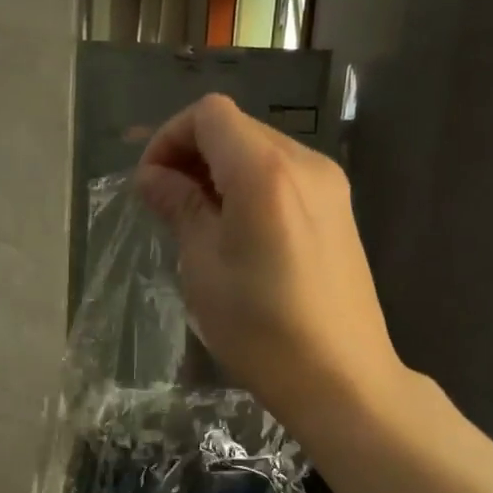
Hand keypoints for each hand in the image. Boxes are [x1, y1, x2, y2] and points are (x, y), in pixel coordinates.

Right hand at [136, 93, 399, 430]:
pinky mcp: (339, 210)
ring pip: (260, 151)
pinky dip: (249, 188)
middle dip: (192, 155)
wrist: (341, 377)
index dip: (169, 138)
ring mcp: (329, 185)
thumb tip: (152, 177)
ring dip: (219, 172)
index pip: (210, 115)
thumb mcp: (204, 266)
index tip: (151, 185)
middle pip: (237, 128)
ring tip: (198, 223)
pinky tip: (237, 234)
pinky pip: (284, 177)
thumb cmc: (261, 328)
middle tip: (167, 205)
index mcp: (266, 172)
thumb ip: (179, 207)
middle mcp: (305, 163)